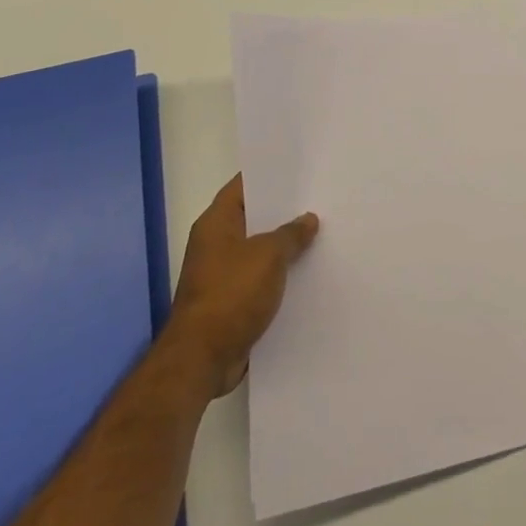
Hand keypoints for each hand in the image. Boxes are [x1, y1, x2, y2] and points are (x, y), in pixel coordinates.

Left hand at [170, 173, 318, 397]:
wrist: (203, 358)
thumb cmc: (232, 294)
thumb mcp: (269, 255)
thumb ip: (291, 233)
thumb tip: (308, 219)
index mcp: (216, 223)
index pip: (243, 186)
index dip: (269, 175)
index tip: (299, 168)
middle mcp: (216, 244)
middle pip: (254, 218)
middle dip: (284, 212)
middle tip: (320, 199)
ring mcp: (222, 274)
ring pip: (260, 250)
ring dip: (285, 246)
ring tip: (322, 233)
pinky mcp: (232, 301)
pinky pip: (262, 279)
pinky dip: (281, 275)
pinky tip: (309, 272)